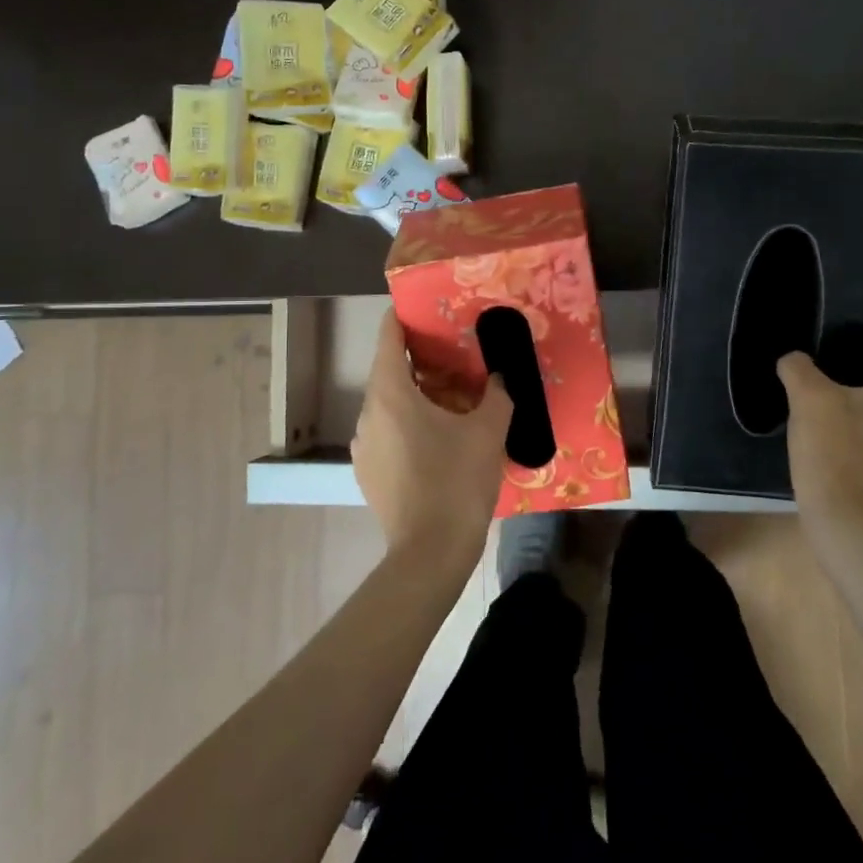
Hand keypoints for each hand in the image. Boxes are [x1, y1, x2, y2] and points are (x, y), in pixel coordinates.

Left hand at [352, 308, 512, 574]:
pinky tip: (438, 440)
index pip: (388, 337)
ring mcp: (363, 446)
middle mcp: (368, 413)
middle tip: (457, 357)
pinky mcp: (367, 472)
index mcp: (391, 393)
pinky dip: (408, 424)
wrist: (430, 553)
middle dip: (421, 360)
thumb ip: (497, 394)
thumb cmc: (457, 481)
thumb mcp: (488, 431)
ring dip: (416, 395)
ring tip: (453, 400)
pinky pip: (387, 432)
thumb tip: (499, 377)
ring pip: (388, 404)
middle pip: (389, 371)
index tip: (426, 308)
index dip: (404, 317)